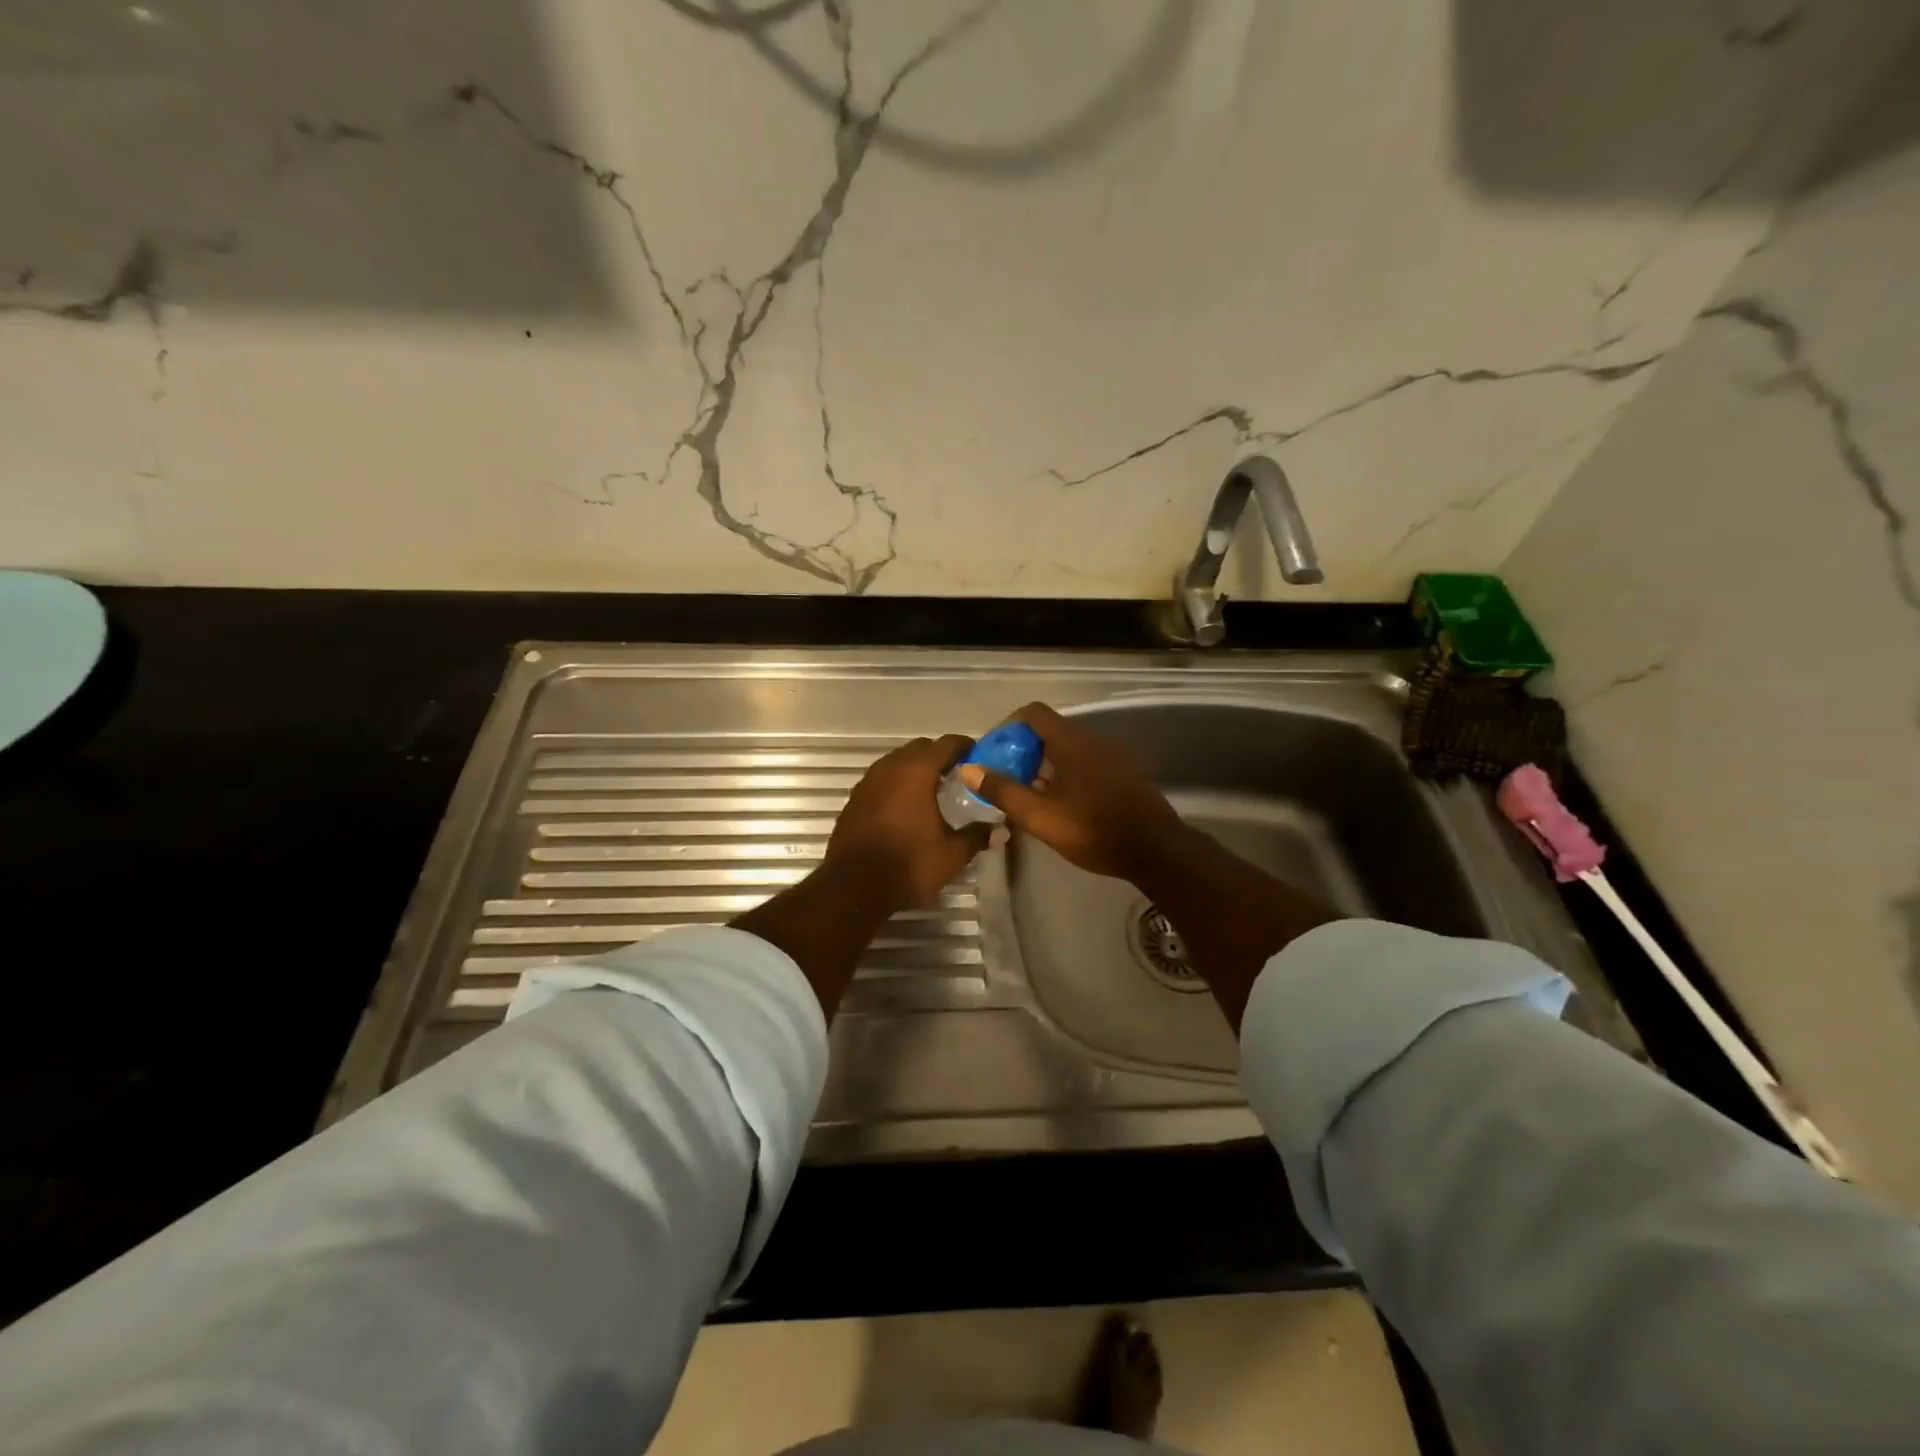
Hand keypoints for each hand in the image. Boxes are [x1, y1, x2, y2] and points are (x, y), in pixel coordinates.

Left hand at [827, 734, 988, 909]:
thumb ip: (977, 836)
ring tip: (933, 793)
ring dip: (916, 770)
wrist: (852, 887)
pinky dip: (897, 785)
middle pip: (920, 748)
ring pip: (897, 762)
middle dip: (939, 757)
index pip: (947, 744)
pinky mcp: (855, 799)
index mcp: (917, 772)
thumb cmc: (908, 865)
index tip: (979, 758)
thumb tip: (1001, 830)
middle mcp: (891, 767)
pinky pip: (882, 780)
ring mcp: (868, 781)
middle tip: (958, 777)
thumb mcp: (952, 855)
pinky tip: (906, 808)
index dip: (966, 747)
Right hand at [959, 702, 1186, 882]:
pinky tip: (1061, 806)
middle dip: (1022, 751)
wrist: (1156, 851)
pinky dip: (1065, 775)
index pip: (1033, 713)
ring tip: (1029, 796)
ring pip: (1067, 750)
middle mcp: (1092, 741)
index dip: (1007, 727)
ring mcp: (1112, 757)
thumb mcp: (1040, 816)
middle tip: (1005, 780)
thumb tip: (969, 769)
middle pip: (1048, 732)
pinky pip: (1085, 764)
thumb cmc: (1093, 830)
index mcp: (1071, 742)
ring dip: (1043, 766)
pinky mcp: (1124, 775)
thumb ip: (1003, 791)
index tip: (993, 754)